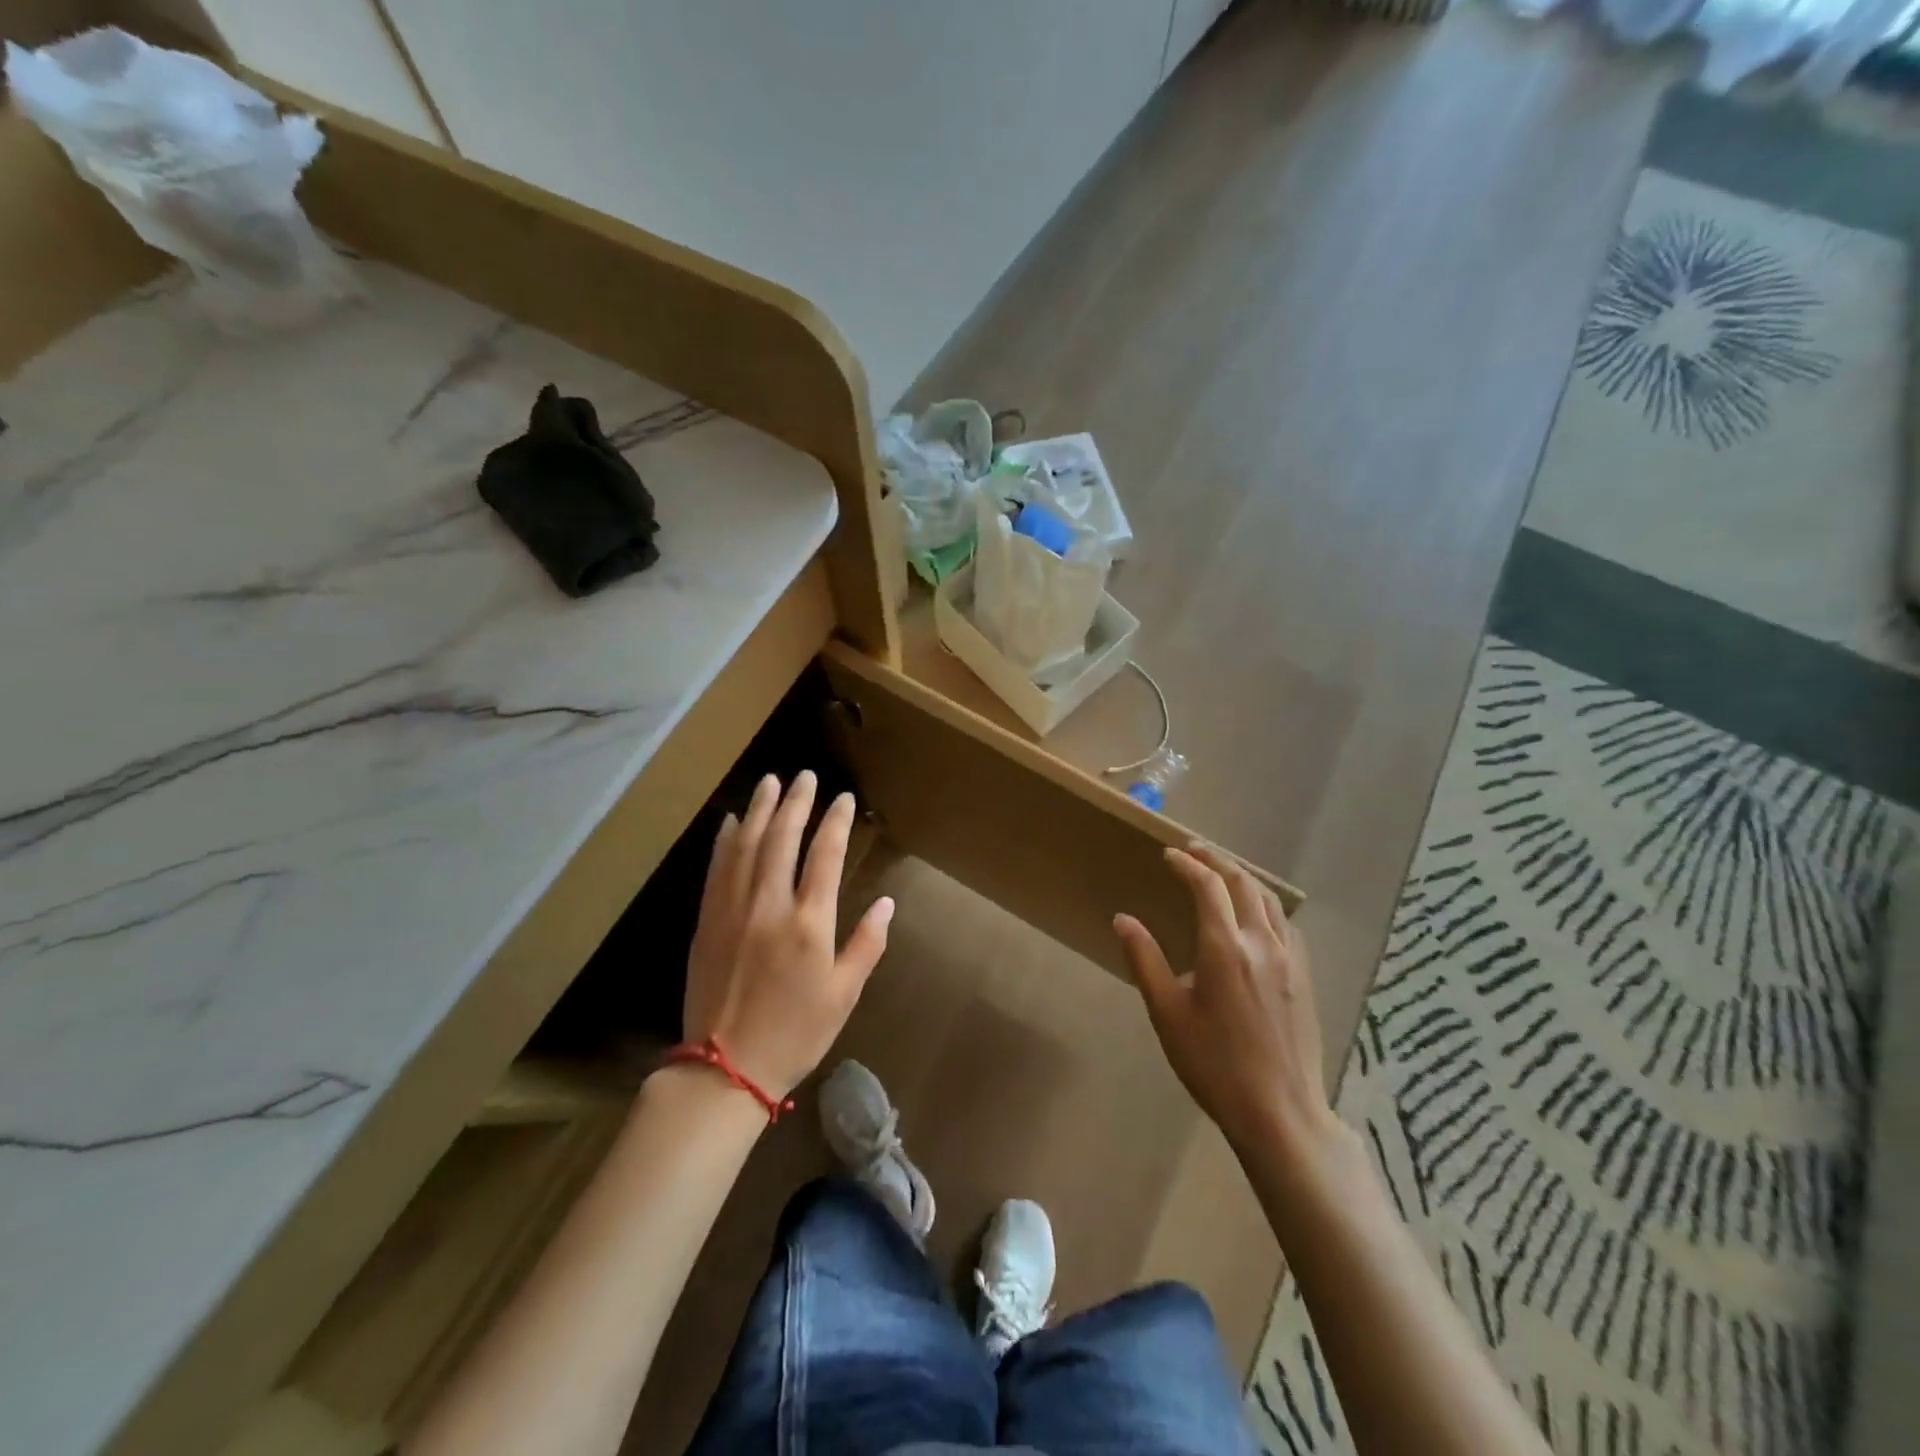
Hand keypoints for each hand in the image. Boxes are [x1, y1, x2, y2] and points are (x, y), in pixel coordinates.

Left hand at [682, 772, 893, 1099]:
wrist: (726, 1068)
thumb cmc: (795, 1033)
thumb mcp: (844, 994)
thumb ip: (867, 944)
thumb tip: (887, 903)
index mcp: (810, 924)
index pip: (825, 856)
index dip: (836, 822)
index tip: (844, 799)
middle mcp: (770, 906)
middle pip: (782, 839)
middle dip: (796, 802)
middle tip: (804, 776)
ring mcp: (734, 910)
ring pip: (747, 846)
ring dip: (760, 810)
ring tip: (770, 782)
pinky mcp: (709, 921)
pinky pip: (718, 869)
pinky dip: (726, 841)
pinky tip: (733, 821)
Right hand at [1115, 845, 1336, 1162]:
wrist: (1279, 1112)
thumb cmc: (1213, 1063)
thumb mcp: (1167, 1013)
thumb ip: (1145, 960)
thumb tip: (1123, 919)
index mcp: (1225, 948)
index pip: (1207, 887)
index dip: (1187, 864)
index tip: (1168, 855)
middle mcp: (1261, 943)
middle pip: (1243, 883)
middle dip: (1217, 861)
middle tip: (1194, 851)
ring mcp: (1289, 959)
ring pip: (1269, 900)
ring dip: (1244, 878)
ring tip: (1223, 872)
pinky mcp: (1304, 977)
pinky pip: (1286, 924)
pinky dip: (1266, 905)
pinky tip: (1257, 916)